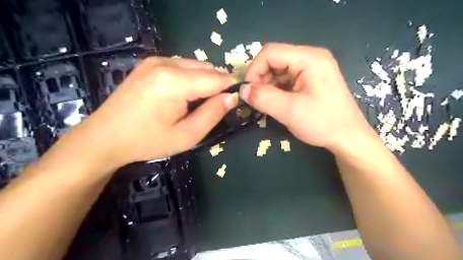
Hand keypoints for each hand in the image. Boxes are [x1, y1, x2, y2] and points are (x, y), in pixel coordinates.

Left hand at [53, 57, 237, 170]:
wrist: (104, 137)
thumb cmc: (148, 141)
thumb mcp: (186, 135)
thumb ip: (212, 114)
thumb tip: (232, 97)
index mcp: (176, 82)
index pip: (217, 78)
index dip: (231, 87)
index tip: (237, 99)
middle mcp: (166, 63)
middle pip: (207, 69)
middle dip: (218, 84)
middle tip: (216, 106)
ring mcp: (155, 60)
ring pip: (195, 65)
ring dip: (204, 80)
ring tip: (199, 102)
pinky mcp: (149, 63)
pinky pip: (181, 65)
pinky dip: (190, 77)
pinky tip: (183, 94)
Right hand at [241, 43, 372, 150]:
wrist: (348, 138)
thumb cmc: (323, 123)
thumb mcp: (289, 111)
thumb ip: (263, 98)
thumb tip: (242, 90)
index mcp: (309, 58)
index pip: (271, 52)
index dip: (254, 70)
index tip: (248, 91)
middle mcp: (310, 58)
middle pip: (274, 60)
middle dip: (261, 79)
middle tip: (256, 100)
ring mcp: (310, 69)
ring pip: (277, 71)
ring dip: (267, 86)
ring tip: (266, 104)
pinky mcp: (309, 80)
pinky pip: (285, 80)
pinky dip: (275, 90)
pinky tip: (276, 103)